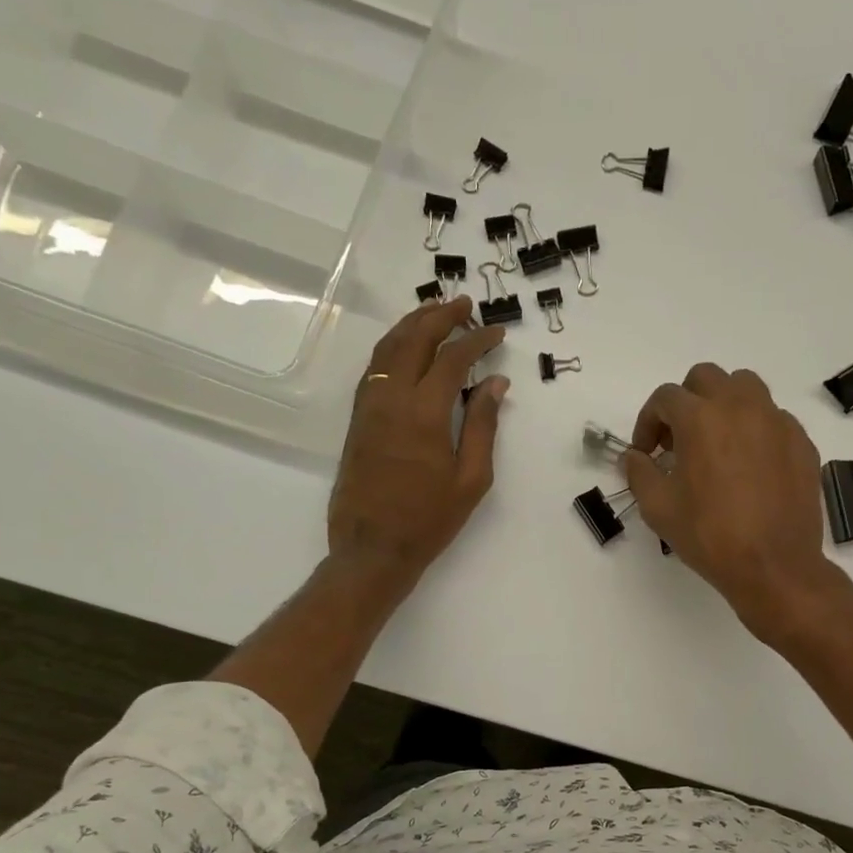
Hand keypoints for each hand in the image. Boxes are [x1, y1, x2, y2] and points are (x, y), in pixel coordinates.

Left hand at [328, 297, 508, 594]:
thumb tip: (495, 383)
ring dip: (412, 324)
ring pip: (388, 348)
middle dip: (440, 316)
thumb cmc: (429, 520)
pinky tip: (406, 348)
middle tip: (463, 304)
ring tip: (434, 313)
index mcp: (425, 414)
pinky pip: (374, 368)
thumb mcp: (471, 479)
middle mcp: (391, 398)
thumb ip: (483, 427)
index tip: (496, 332)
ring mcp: (369, 406)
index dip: (476, 340)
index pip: (452, 359)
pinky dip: (393, 347)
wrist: (373, 548)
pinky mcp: (357, 419)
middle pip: (414, 339)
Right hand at [625, 363, 838, 641]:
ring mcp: (777, 421)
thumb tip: (634, 457)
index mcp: (701, 418)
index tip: (646, 453)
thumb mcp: (658, 507)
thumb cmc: (709, 536)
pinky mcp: (801, 442)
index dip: (648, 422)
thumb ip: (639, 472)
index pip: (666, 398)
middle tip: (678, 442)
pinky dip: (754, 430)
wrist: (774, 566)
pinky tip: (749, 466)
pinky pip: (773, 418)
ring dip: (723, 405)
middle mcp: (741, 407)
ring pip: (745, 388)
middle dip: (685, 403)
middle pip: (706, 379)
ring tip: (716, 443)